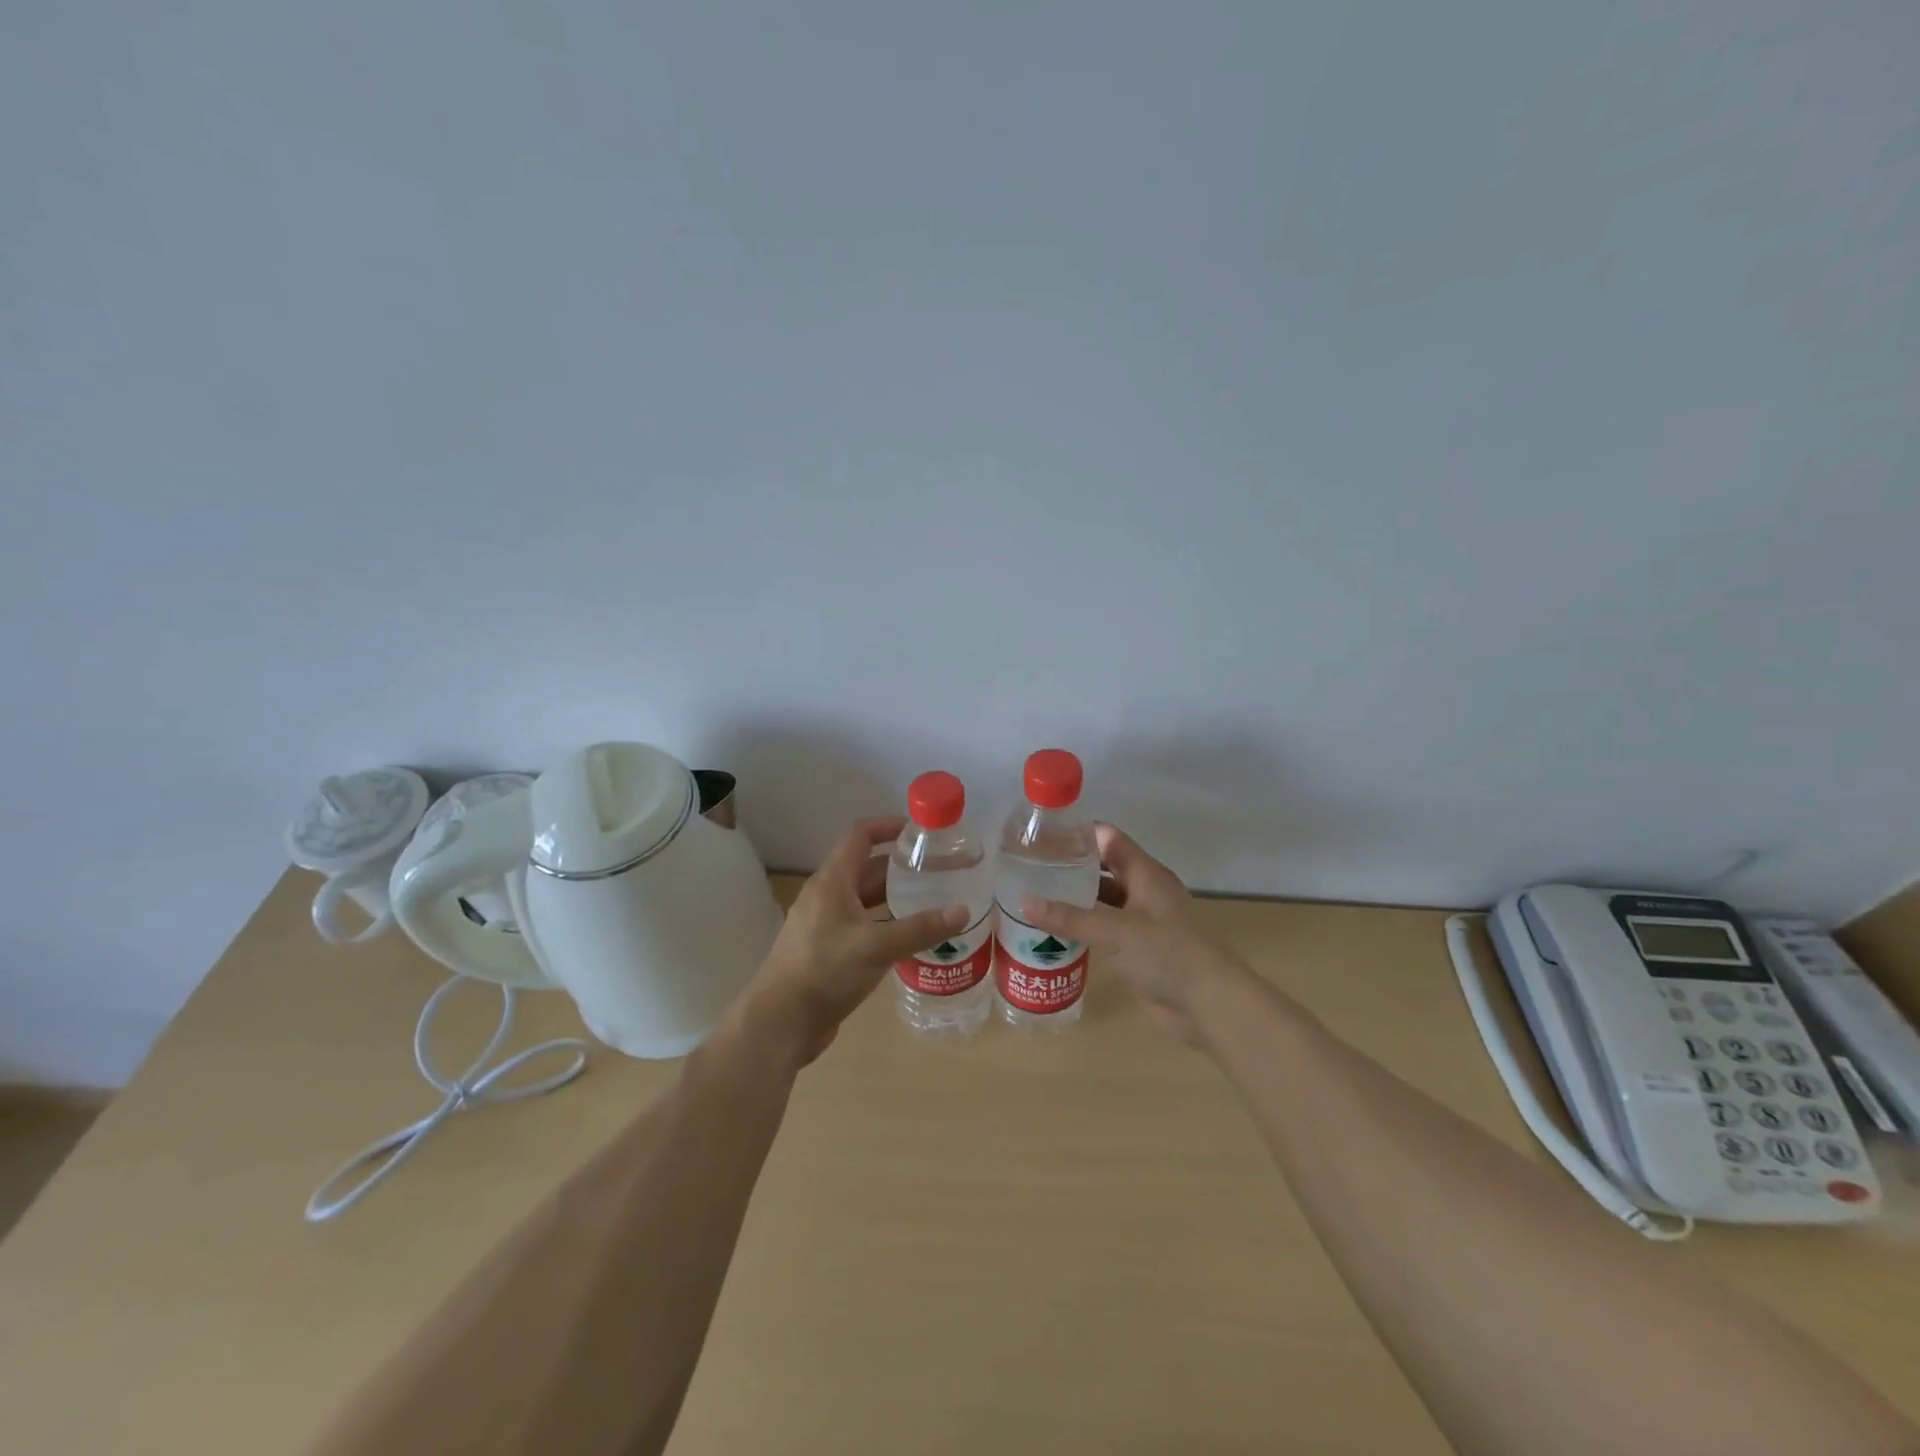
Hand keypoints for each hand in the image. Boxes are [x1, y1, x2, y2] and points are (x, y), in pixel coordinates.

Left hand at [740, 817, 966, 1066]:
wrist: (781, 1022)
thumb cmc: (826, 971)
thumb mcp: (878, 946)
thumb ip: (921, 928)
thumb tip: (963, 911)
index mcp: (832, 882)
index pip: (860, 836)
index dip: (888, 826)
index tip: (921, 831)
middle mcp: (826, 896)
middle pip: (866, 868)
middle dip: (900, 865)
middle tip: (938, 869)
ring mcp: (824, 924)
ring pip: (864, 899)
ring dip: (894, 896)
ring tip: (932, 899)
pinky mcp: (827, 950)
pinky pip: (861, 925)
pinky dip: (885, 923)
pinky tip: (910, 937)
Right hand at [1022, 824, 1239, 1045]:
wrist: (1208, 1004)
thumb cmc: (1168, 954)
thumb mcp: (1116, 931)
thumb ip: (1070, 917)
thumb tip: (1024, 902)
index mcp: (1145, 874)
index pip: (1107, 838)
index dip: (1077, 833)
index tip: (1040, 835)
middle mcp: (1143, 891)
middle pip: (1102, 868)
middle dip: (1069, 867)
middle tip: (1027, 868)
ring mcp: (1141, 921)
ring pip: (1101, 900)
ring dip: (1073, 899)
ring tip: (1032, 896)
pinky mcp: (1137, 949)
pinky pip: (1103, 929)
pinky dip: (1082, 927)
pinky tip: (1053, 931)